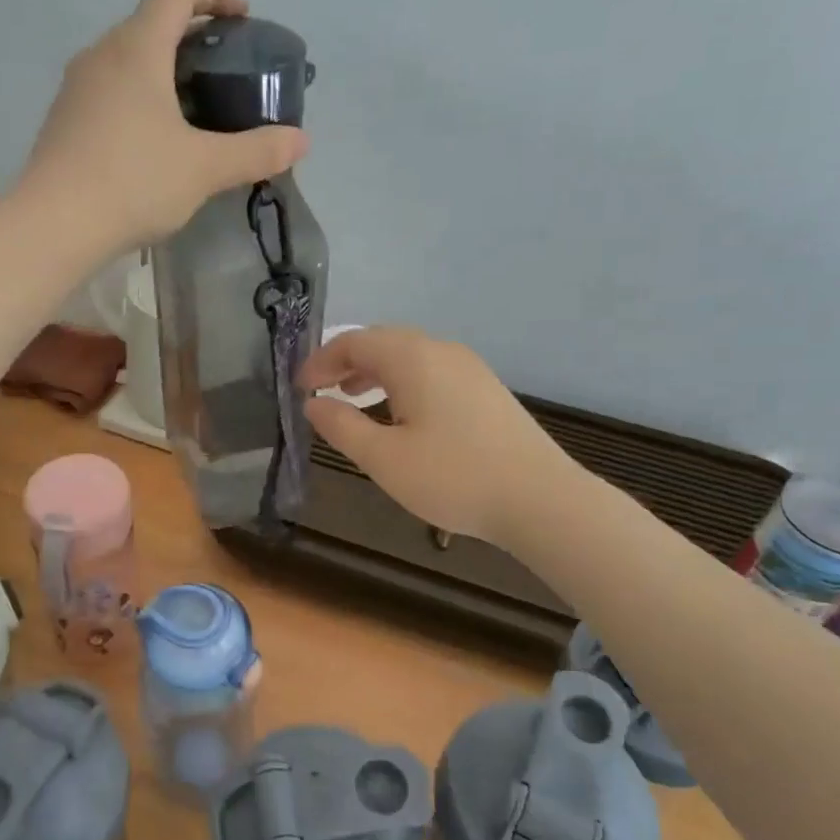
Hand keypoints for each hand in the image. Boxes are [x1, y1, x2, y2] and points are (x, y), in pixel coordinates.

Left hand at [21, 0, 308, 249]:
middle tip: (224, 70)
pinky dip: (139, 95)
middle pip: (151, 20)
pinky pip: (110, 88)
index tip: (242, 18)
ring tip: (193, 107)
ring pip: (128, 57)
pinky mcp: (64, 119)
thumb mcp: (204, 169)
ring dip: (163, 67)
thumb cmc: (134, 183)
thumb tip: (301, 141)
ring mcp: (77, 86)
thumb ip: (256, 151)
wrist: (54, 225)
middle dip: (193, 34)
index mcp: (138, 48)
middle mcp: (102, 53)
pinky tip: (153, 140)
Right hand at [300, 328, 572, 547]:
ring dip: (374, 371)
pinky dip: (401, 382)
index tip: (299, 388)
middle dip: (345, 362)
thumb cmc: (453, 477)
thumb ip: (341, 426)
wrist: (540, 498)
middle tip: (320, 391)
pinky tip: (399, 413)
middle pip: (382, 342)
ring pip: (408, 356)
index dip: (320, 361)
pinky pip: (431, 370)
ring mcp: (469, 367)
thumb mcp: (383, 458)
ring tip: (351, 397)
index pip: (354, 342)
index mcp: (412, 358)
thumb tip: (312, 403)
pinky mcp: (485, 388)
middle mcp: (441, 350)